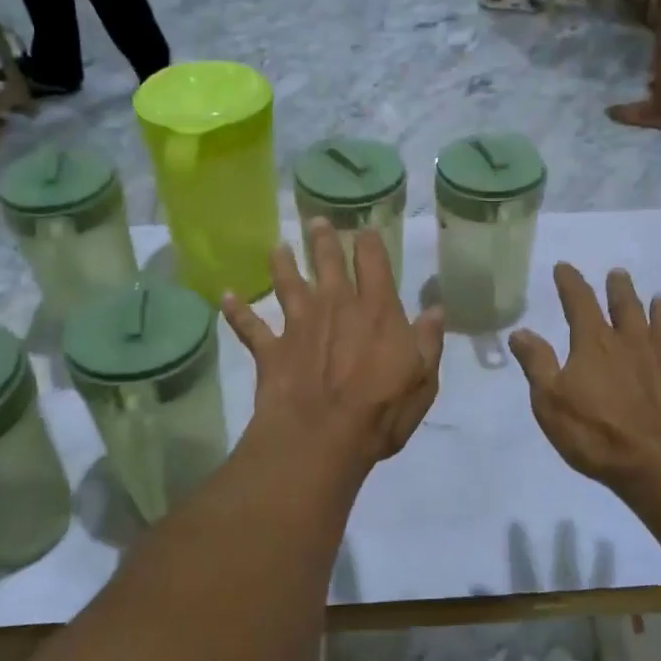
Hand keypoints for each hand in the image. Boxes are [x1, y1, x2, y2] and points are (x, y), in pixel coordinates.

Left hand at [223, 220, 444, 467]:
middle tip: (316, 222)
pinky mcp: (271, 349)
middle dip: (322, 240)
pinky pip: (249, 325)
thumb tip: (435, 308)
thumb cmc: (381, 411)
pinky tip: (225, 296)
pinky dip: (236, 310)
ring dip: (281, 262)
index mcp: (376, 310)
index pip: (374, 263)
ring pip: (287, 283)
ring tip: (276, 245)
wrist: (321, 438)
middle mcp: (335, 306)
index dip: (369, 243)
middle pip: (327, 263)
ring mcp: (299, 325)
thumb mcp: (423, 379)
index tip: (365, 229)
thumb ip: (428, 340)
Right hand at [509, 264, 660, 490]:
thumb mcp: (550, 400)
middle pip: (627, 307)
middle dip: (619, 289)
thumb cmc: (596, 433)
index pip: (580, 302)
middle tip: (618, 273)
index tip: (564, 267)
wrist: (660, 465)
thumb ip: (537, 363)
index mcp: (596, 344)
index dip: (571, 283)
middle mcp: (633, 344)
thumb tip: (520, 332)